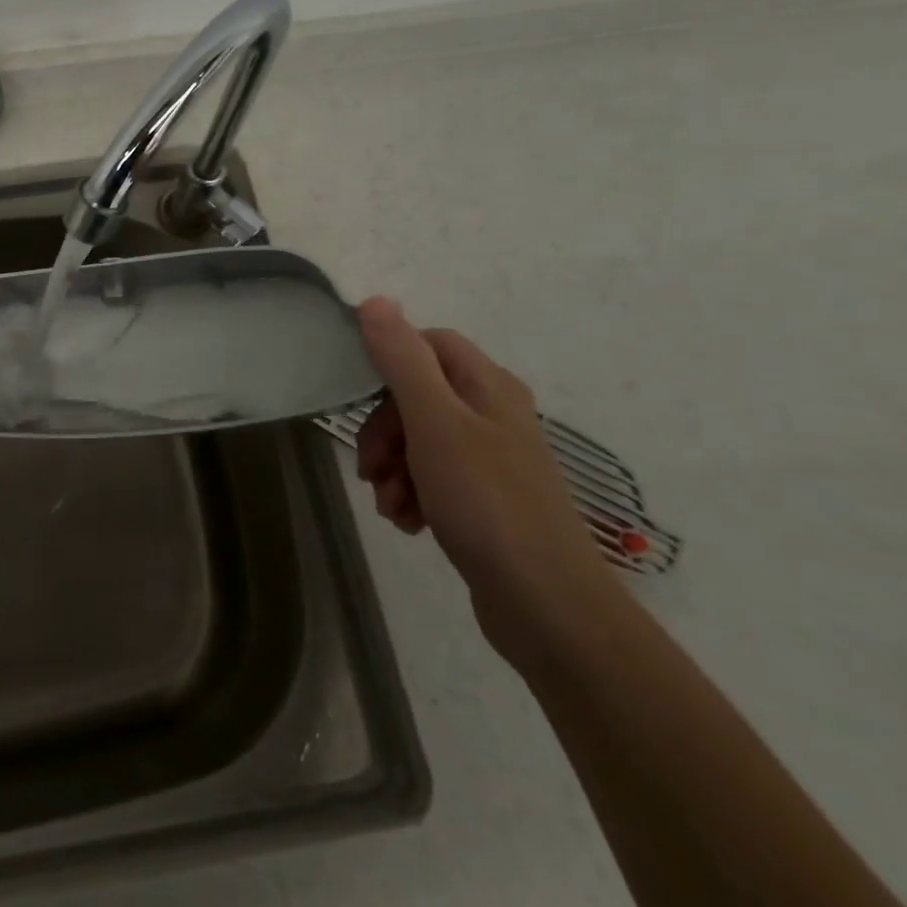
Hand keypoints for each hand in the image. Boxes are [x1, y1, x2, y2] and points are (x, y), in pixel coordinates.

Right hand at [353, 297, 622, 668]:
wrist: (546, 605)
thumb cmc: (486, 502)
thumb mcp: (434, 423)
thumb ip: (403, 360)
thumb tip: (375, 301)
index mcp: (488, 387)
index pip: (428, 343)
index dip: (389, 362)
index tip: (360, 398)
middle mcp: (493, 414)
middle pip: (417, 395)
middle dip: (383, 429)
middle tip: (371, 467)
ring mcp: (490, 460)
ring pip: (418, 440)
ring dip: (392, 468)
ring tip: (389, 505)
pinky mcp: (484, 500)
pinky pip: (432, 479)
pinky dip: (411, 494)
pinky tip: (408, 523)